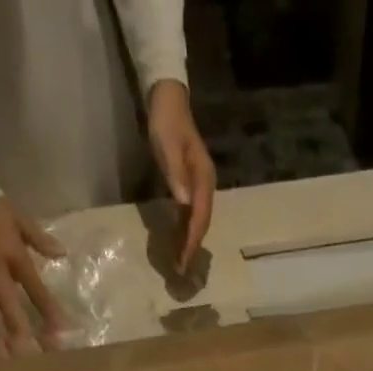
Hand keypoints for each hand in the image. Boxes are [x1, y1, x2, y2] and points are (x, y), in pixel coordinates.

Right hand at [0, 196, 68, 350]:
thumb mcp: (15, 215)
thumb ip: (38, 237)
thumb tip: (62, 253)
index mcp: (11, 254)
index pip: (34, 288)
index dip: (48, 310)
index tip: (61, 333)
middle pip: (9, 308)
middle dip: (23, 334)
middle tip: (35, 359)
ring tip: (8, 366)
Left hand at [145, 79, 214, 271]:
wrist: (167, 99)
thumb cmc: (166, 122)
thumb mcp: (167, 146)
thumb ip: (176, 174)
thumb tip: (185, 204)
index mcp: (203, 178)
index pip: (200, 217)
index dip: (192, 240)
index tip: (185, 260)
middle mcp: (206, 186)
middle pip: (202, 223)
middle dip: (193, 247)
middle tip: (182, 269)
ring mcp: (200, 187)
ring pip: (198, 222)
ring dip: (190, 242)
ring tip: (181, 263)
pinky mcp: (191, 186)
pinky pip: (191, 215)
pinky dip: (186, 231)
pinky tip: (179, 242)